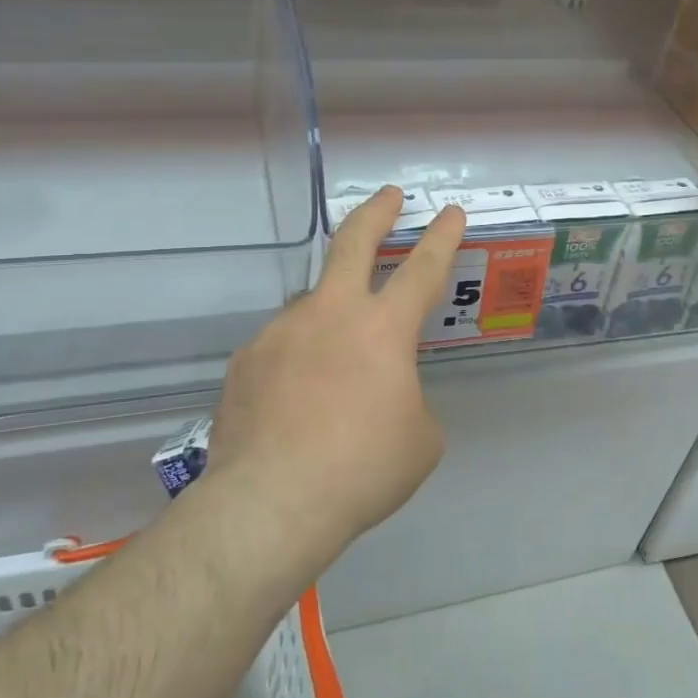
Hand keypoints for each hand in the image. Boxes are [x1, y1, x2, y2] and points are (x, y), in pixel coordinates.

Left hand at [204, 187, 466, 578]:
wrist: (271, 502)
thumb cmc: (361, 469)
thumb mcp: (419, 440)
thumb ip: (410, 401)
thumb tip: (388, 397)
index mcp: (382, 329)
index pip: (423, 269)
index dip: (442, 237)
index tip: (450, 212)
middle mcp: (329, 314)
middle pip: (353, 242)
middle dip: (377, 212)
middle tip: (389, 195)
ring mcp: (281, 332)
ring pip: (313, 306)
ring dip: (332, 319)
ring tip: (335, 369)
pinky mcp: (246, 360)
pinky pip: (282, 348)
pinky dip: (297, 362)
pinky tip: (296, 401)